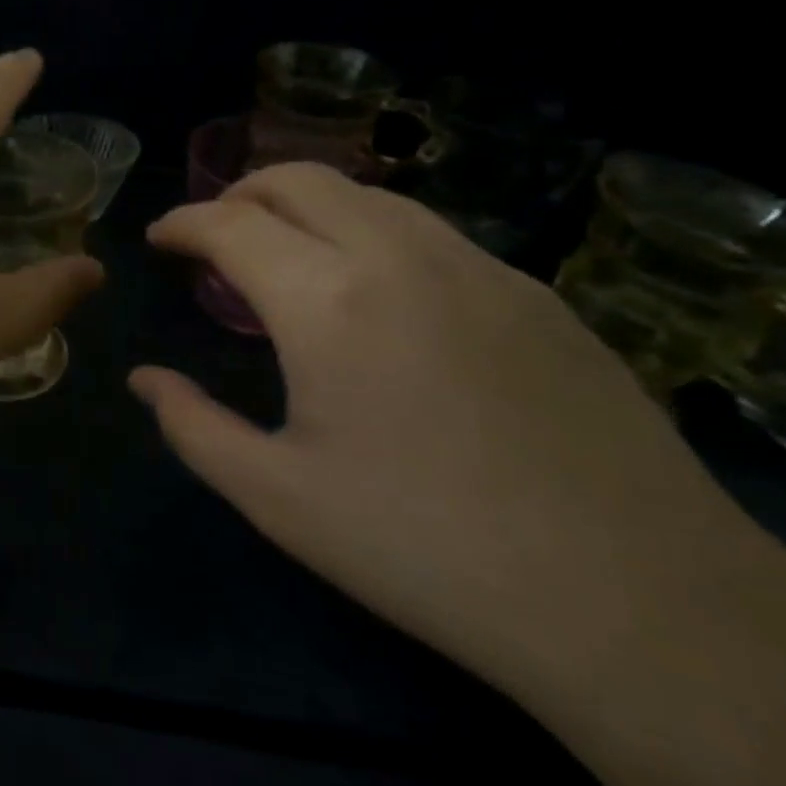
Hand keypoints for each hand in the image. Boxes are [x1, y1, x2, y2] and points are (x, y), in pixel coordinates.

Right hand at [133, 163, 770, 702]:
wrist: (641, 605)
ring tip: (287, 255)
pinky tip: (377, 294)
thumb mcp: (276, 498)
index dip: (182, 223)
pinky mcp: (538, 294)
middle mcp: (400, 257)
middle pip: (301, 180)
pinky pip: (430, 231)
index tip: (159, 239)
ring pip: (370, 196)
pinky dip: (372, 234)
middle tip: (213, 236)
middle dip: (240, 193)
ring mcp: (480, 267)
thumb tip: (144, 380)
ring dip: (308, 207)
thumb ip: (192, 426)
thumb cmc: (425, 549)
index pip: (231, 224)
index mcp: (327, 301)